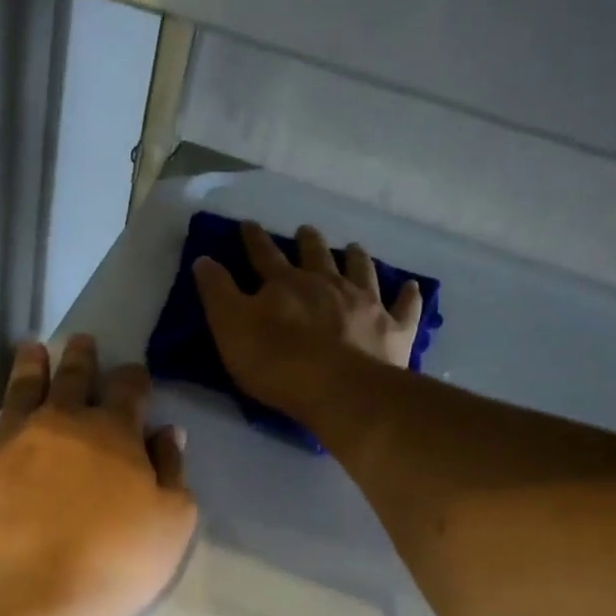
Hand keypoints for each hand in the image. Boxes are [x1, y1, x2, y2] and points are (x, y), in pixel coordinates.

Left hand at [0, 335, 196, 615]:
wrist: (32, 597)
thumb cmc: (114, 563)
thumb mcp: (172, 523)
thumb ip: (172, 472)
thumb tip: (167, 433)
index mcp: (112, 432)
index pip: (128, 389)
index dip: (134, 378)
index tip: (134, 373)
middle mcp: (59, 423)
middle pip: (71, 378)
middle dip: (79, 357)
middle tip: (79, 339)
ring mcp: (9, 442)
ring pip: (19, 390)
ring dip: (28, 366)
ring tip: (30, 349)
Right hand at [193, 220, 420, 418]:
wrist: (338, 390)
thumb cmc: (276, 362)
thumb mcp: (230, 327)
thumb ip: (217, 293)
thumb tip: (204, 259)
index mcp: (286, 284)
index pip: (264, 255)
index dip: (254, 240)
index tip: (248, 225)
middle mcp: (327, 284)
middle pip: (316, 255)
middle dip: (308, 242)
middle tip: (306, 230)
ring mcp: (365, 304)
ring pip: (361, 271)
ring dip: (355, 258)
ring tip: (353, 247)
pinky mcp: (393, 330)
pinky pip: (404, 308)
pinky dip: (407, 296)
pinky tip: (411, 286)